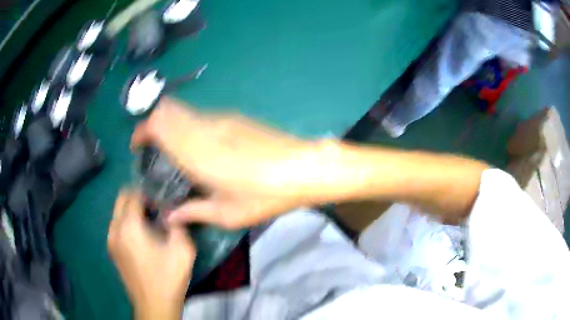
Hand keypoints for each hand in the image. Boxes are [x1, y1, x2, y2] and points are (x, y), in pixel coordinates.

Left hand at [108, 190, 194, 319]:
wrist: (154, 305)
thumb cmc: (168, 278)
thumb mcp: (183, 250)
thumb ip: (178, 225)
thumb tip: (172, 213)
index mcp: (129, 227)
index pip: (133, 194)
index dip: (148, 193)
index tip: (161, 200)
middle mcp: (115, 229)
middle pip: (121, 199)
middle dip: (137, 198)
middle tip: (155, 208)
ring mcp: (111, 240)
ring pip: (117, 213)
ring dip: (131, 211)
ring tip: (149, 222)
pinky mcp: (112, 251)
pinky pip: (117, 226)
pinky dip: (127, 223)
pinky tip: (142, 237)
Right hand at [131, 98, 321, 228]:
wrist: (302, 168)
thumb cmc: (263, 195)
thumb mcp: (226, 213)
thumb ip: (192, 211)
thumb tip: (169, 216)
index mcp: (195, 151)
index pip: (158, 123)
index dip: (142, 130)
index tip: (138, 145)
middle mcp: (203, 127)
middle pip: (167, 109)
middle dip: (153, 123)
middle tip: (154, 147)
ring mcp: (221, 118)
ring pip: (184, 109)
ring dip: (171, 123)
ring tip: (174, 148)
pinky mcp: (235, 117)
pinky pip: (202, 115)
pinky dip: (190, 124)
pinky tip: (201, 146)